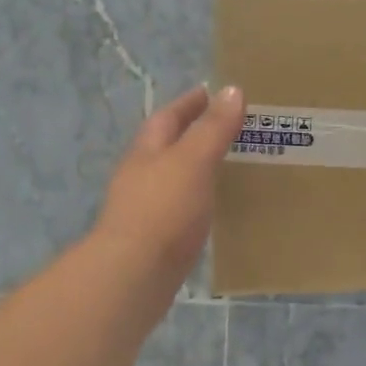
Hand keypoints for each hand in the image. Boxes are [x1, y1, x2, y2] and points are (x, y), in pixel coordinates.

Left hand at [94, 84, 245, 290]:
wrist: (133, 275)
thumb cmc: (163, 210)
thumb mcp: (193, 161)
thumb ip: (212, 128)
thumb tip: (231, 90)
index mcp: (147, 151)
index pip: (168, 117)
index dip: (190, 103)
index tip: (213, 92)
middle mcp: (141, 175)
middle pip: (166, 146)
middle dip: (192, 133)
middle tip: (227, 128)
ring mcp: (145, 208)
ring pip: (173, 178)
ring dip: (195, 168)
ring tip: (227, 166)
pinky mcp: (154, 238)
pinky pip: (179, 208)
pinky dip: (196, 199)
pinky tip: (213, 208)